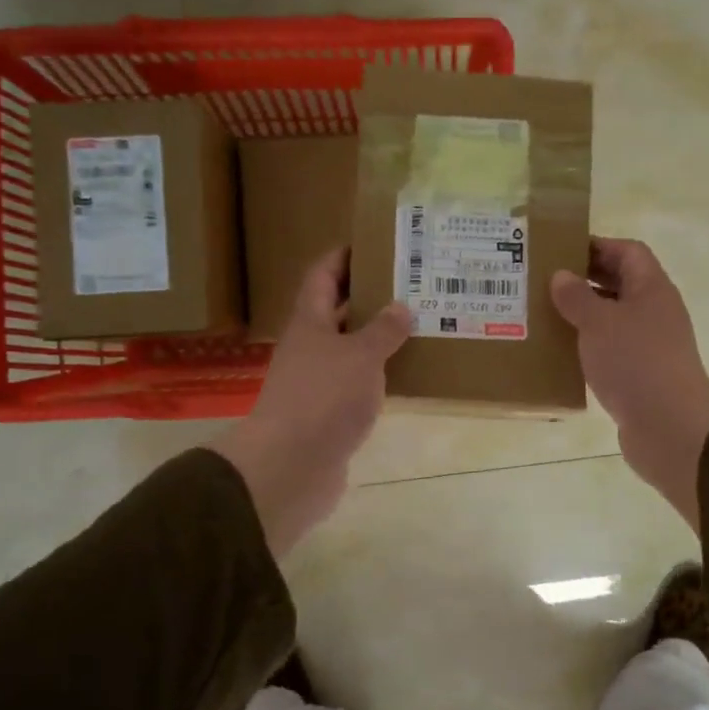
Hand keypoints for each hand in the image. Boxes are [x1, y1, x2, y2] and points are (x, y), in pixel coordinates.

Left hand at [210, 248, 411, 558]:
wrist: (291, 466)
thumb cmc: (324, 398)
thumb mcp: (361, 357)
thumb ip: (383, 331)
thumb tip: (401, 307)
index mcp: (309, 322)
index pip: (322, 275)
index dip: (342, 256)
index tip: (372, 243)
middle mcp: (309, 347)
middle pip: (336, 311)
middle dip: (369, 296)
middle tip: (410, 284)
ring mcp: (316, 382)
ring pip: (349, 349)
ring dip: (377, 337)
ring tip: (417, 324)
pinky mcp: (327, 414)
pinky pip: (356, 383)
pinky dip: (377, 374)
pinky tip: (405, 374)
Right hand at [551, 238, 708, 531]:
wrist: (670, 427)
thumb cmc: (635, 362)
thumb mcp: (598, 323)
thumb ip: (577, 297)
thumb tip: (561, 276)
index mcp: (651, 289)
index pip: (628, 252)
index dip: (598, 246)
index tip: (561, 250)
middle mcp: (655, 312)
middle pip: (621, 284)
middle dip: (586, 280)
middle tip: (546, 283)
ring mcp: (651, 345)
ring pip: (614, 319)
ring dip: (584, 316)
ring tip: (546, 316)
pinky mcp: (641, 375)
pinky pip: (611, 351)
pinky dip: (589, 347)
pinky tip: (562, 354)